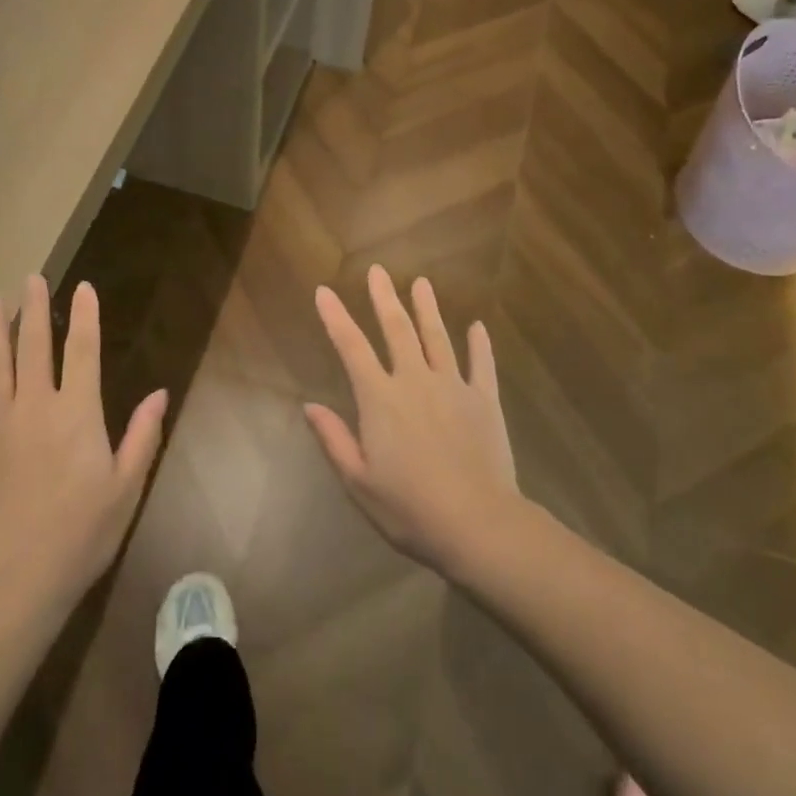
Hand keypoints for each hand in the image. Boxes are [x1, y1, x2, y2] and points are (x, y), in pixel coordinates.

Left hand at [0, 276, 166, 621]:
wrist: (13, 583)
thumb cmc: (80, 535)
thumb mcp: (126, 488)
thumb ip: (143, 435)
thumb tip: (159, 392)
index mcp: (77, 413)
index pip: (83, 351)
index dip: (85, 316)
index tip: (83, 287)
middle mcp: (34, 407)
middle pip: (34, 347)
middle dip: (34, 309)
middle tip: (31, 278)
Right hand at [306, 266, 526, 578]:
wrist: (478, 524)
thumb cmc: (410, 508)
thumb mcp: (359, 481)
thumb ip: (334, 439)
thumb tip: (310, 405)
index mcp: (381, 399)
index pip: (352, 348)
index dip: (336, 318)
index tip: (324, 291)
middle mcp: (415, 381)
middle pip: (398, 330)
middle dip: (384, 298)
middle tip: (378, 270)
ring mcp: (454, 387)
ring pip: (438, 337)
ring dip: (428, 308)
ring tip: (421, 282)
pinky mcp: (485, 401)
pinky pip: (482, 365)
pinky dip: (480, 344)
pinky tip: (478, 326)